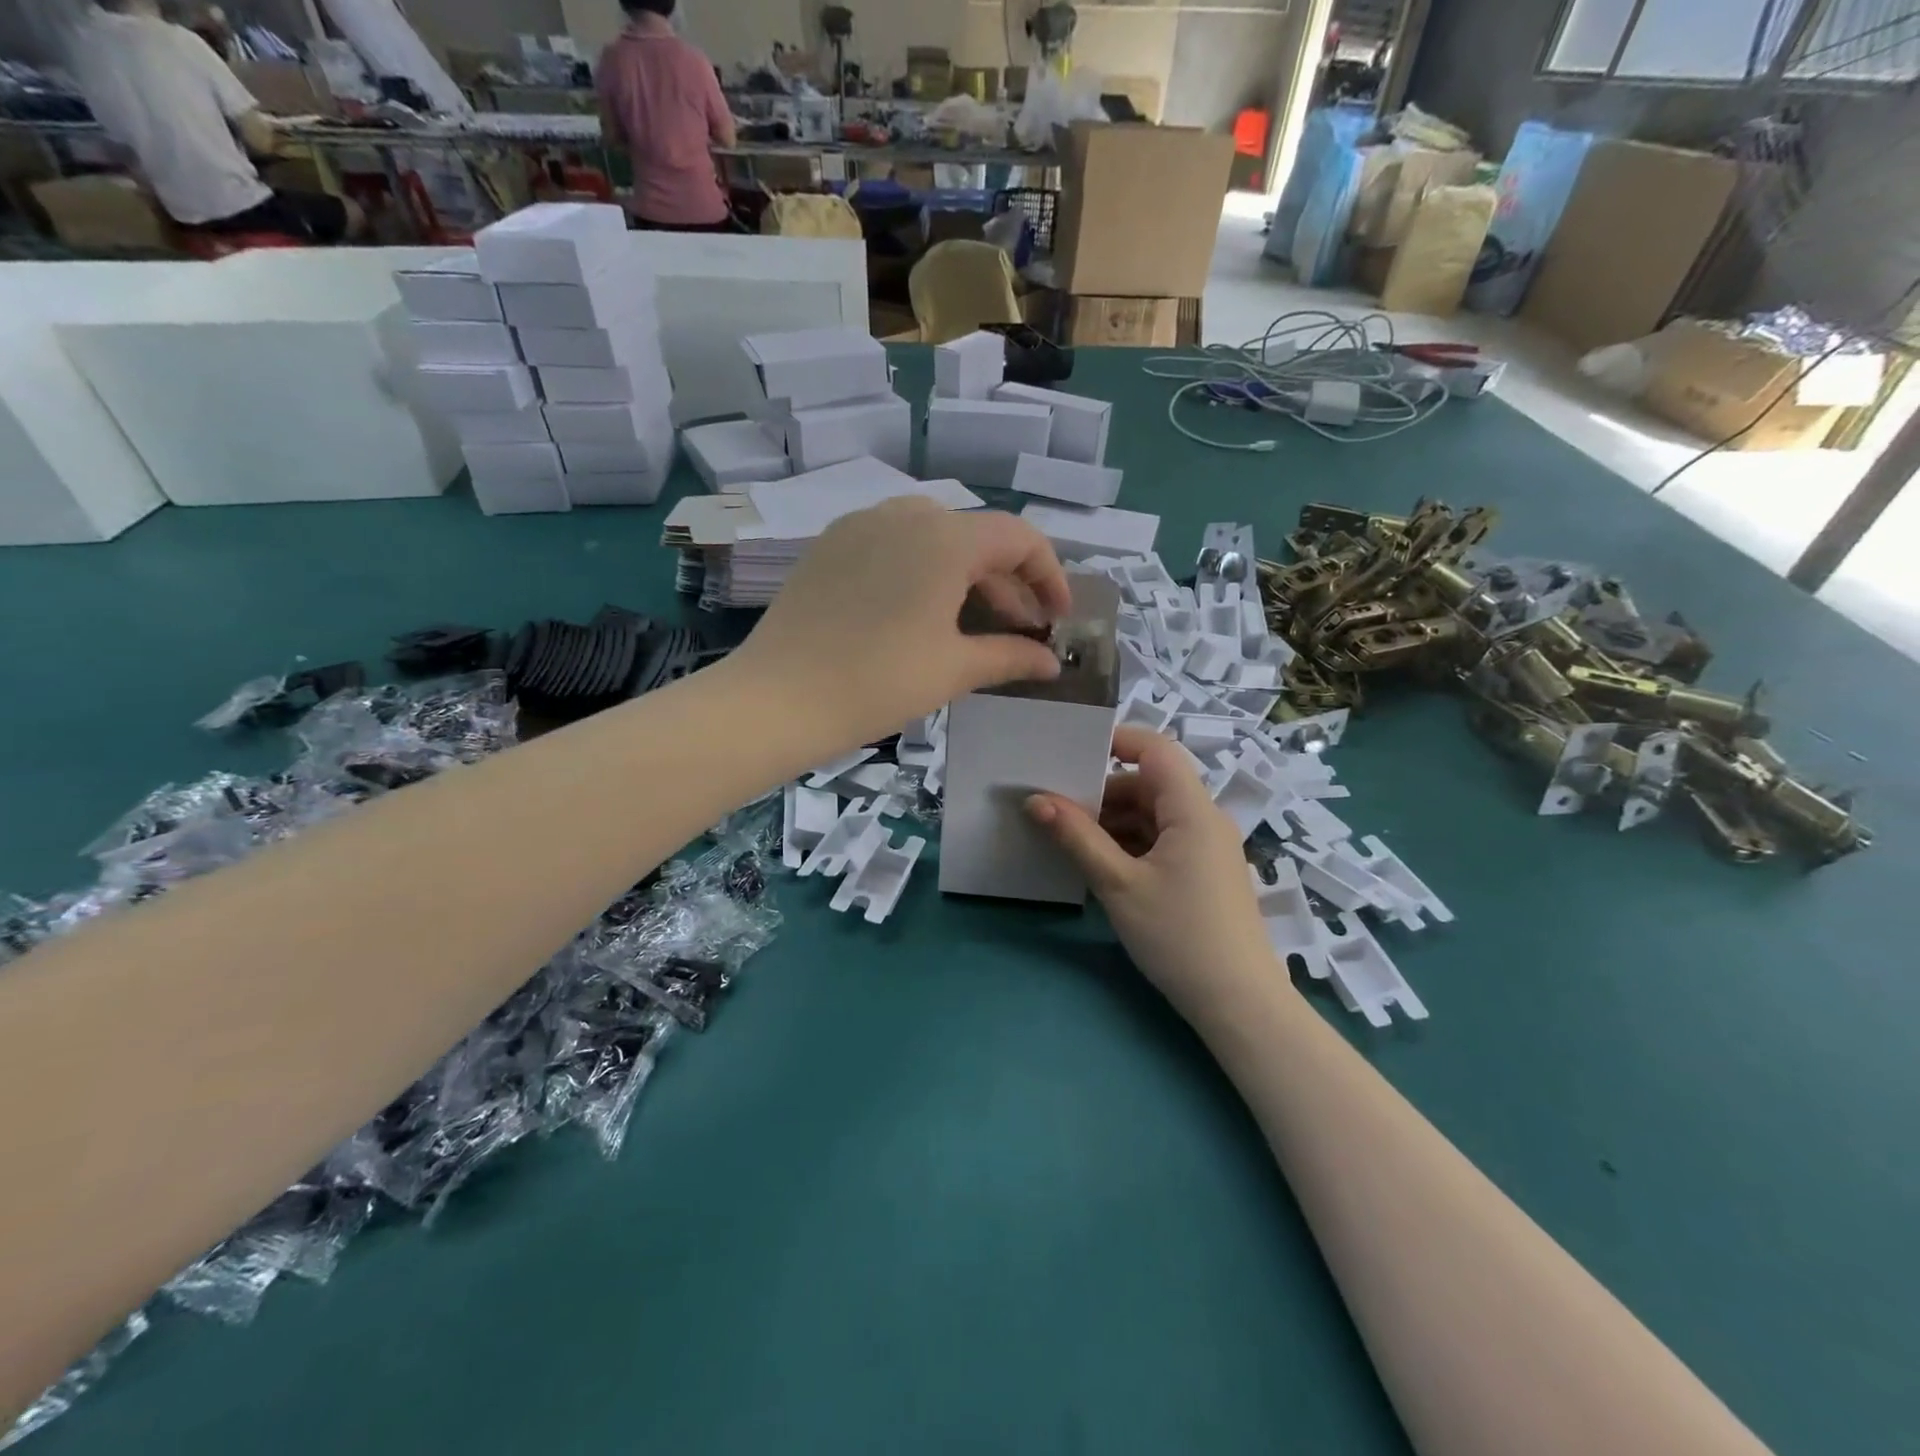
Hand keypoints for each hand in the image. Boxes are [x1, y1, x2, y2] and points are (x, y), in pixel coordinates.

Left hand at [733, 498, 1071, 744]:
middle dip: (1008, 583)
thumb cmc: (878, 682)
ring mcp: (861, 524)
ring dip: (966, 576)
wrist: (778, 698)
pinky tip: (920, 613)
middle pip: (977, 536)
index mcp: (945, 537)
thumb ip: (1011, 657)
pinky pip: (894, 544)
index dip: (1049, 575)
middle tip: (1020, 631)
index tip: (1057, 617)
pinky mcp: (831, 544)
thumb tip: (1050, 663)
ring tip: (972, 625)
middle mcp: (905, 514)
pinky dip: (923, 571)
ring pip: (935, 538)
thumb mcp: (954, 669)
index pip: (1019, 538)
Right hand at [1026, 726, 1277, 1019]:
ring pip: (1153, 815)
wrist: (1240, 1005)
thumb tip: (1035, 800)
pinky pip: (1162, 841)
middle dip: (1103, 793)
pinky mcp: (1203, 873)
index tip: (1070, 753)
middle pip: (1150, 784)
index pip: (1156, 749)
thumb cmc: (1179, 936)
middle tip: (1056, 809)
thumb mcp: (1119, 885)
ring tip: (1069, 840)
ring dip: (1113, 822)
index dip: (1116, 740)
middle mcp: (1204, 820)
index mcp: (1192, 810)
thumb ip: (1077, 837)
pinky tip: (1100, 866)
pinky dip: (1130, 845)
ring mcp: (1206, 849)